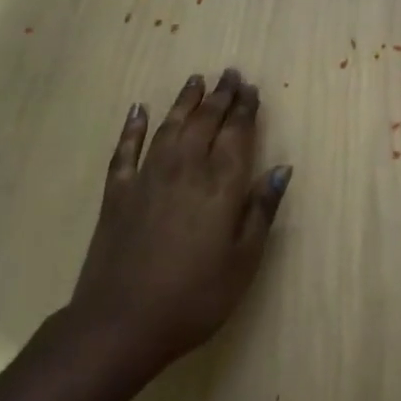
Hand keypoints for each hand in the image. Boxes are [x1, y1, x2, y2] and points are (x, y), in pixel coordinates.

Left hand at [63, 69, 291, 377]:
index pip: (237, 132)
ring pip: (170, 126)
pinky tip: (138, 110)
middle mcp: (186, 168)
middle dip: (220, 95)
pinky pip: (126, 150)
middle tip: (230, 74)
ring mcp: (148, 178)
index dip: (245, 108)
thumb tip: (282, 168)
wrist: (119, 326)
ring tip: (196, 80)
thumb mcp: (243, 262)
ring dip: (184, 101)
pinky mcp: (118, 194)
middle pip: (206, 121)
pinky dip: (133, 127)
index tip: (251, 88)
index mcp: (221, 184)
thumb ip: (262, 210)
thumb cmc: (194, 298)